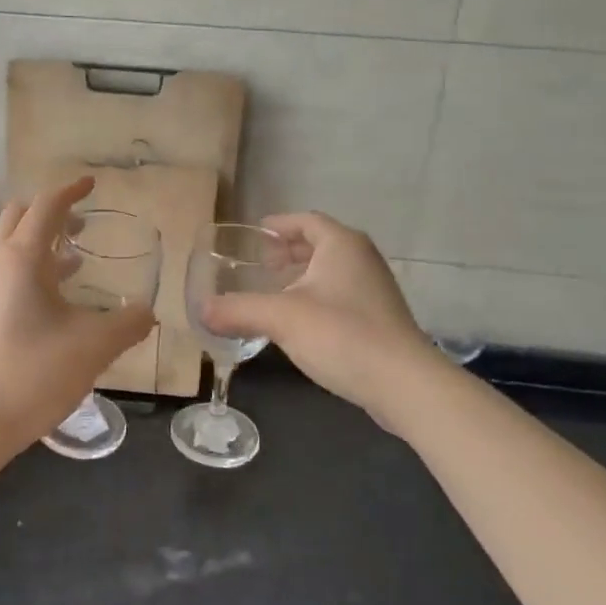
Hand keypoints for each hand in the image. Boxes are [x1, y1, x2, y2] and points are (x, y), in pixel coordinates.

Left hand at [0, 177, 155, 451]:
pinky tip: (53, 299)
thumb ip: (128, 323)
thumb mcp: (94, 346)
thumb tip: (148, 312)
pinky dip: (29, 269)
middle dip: (50, 212)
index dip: (71, 190)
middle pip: (18, 216)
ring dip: (39, 242)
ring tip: (74, 260)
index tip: (92, 183)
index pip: (46, 206)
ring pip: (9, 245)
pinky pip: (4, 272)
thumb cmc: (34, 373)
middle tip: (82, 224)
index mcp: (21, 258)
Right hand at [200, 212, 433, 419]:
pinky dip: (318, 297)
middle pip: (321, 243)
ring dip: (304, 276)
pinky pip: (342, 295)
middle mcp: (362, 259)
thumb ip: (238, 310)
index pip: (306, 220)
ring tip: (275, 291)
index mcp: (342, 245)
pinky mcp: (380, 318)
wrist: (403, 383)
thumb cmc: (341, 335)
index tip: (254, 235)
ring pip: (333, 271)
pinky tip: (301, 323)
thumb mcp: (281, 318)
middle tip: (261, 264)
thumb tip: (201, 310)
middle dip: (290, 251)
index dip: (279, 225)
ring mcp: (375, 289)